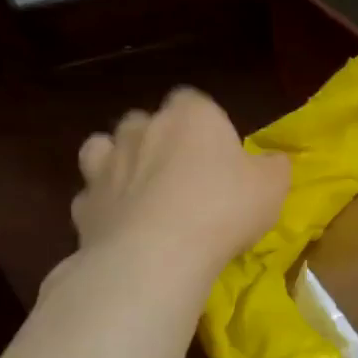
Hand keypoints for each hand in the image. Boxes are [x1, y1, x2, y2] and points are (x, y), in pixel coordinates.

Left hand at [69, 89, 289, 280]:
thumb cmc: (224, 209)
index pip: (194, 101)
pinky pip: (92, 195)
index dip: (206, 123)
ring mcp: (107, 165)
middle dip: (159, 139)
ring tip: (143, 190)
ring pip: (106, 148)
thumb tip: (273, 161)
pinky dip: (105, 205)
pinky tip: (122, 225)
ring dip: (121, 162)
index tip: (220, 149)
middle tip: (183, 172)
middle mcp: (144, 129)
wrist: (156, 256)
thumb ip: (274, 167)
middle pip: (146, 121)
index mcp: (192, 116)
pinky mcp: (84, 204)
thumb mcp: (273, 187)